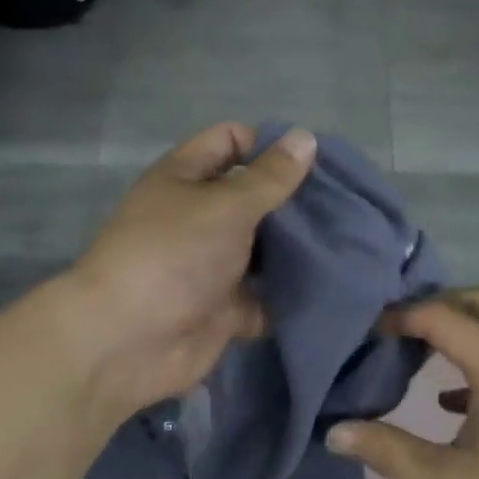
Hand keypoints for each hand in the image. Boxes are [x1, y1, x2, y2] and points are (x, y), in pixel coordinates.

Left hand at [64, 123, 316, 417]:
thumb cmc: (174, 255)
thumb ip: (269, 177)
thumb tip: (305, 137)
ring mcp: (210, 266)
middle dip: (294, 201)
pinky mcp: (224, 309)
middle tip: (345, 205)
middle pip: (252, 198)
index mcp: (185, 178)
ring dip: (298, 250)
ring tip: (350, 243)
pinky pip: (265, 297)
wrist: (128, 341)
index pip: (229, 142)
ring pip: (263, 250)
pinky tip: (333, 288)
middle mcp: (198, 218)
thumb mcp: (225, 205)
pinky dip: (290, 296)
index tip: (314, 162)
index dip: (267, 145)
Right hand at [328, 290, 478, 478]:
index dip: (401, 316)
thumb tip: (332, 431)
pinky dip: (474, 361)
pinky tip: (449, 403)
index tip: (365, 334)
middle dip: (434, 305)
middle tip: (393, 329)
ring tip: (412, 353)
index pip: (444, 316)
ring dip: (457, 330)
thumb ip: (386, 451)